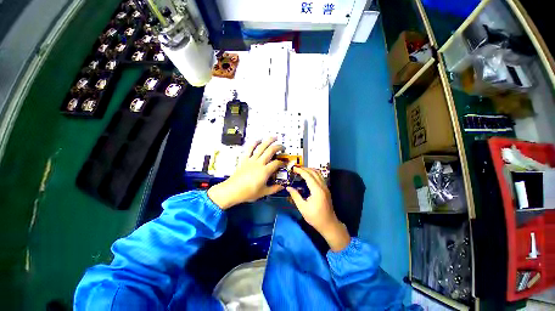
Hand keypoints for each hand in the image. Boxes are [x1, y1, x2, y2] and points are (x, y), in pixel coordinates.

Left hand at [207, 137, 284, 209]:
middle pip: (270, 151)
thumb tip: (282, 186)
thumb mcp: (263, 192)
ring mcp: (251, 159)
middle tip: (283, 146)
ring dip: (268, 141)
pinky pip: (249, 149)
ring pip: (261, 147)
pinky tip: (258, 140)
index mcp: (265, 171)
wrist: (232, 190)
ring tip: (274, 137)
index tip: (284, 163)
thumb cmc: (248, 192)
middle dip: (278, 147)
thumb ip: (274, 189)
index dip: (282, 162)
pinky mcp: (244, 159)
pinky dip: (254, 143)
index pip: (277, 163)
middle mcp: (259, 163)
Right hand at [287, 167, 349, 251]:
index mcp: (317, 190)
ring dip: (310, 170)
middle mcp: (323, 186)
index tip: (293, 168)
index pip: (308, 176)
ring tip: (301, 171)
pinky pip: (320, 177)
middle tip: (296, 168)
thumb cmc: (315, 217)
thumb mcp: (302, 207)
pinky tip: (308, 177)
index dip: (300, 171)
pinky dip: (313, 174)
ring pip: (318, 174)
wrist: (329, 224)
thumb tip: (288, 187)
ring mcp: (326, 187)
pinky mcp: (326, 189)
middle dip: (305, 169)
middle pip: (314, 172)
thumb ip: (295, 196)